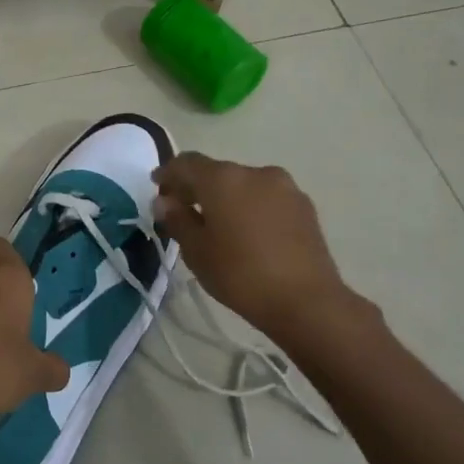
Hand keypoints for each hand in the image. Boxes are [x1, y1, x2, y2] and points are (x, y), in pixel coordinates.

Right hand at [152, 152, 373, 347]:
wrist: (306, 300)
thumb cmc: (240, 274)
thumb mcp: (196, 251)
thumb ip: (177, 220)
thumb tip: (164, 202)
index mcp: (223, 178)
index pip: (186, 163)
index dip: (168, 173)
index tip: (157, 187)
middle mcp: (254, 172)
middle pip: (216, 172)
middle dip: (197, 187)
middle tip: (182, 210)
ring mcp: (284, 187)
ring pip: (244, 184)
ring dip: (226, 197)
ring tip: (217, 224)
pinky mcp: (304, 206)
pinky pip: (266, 198)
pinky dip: (250, 207)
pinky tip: (247, 233)